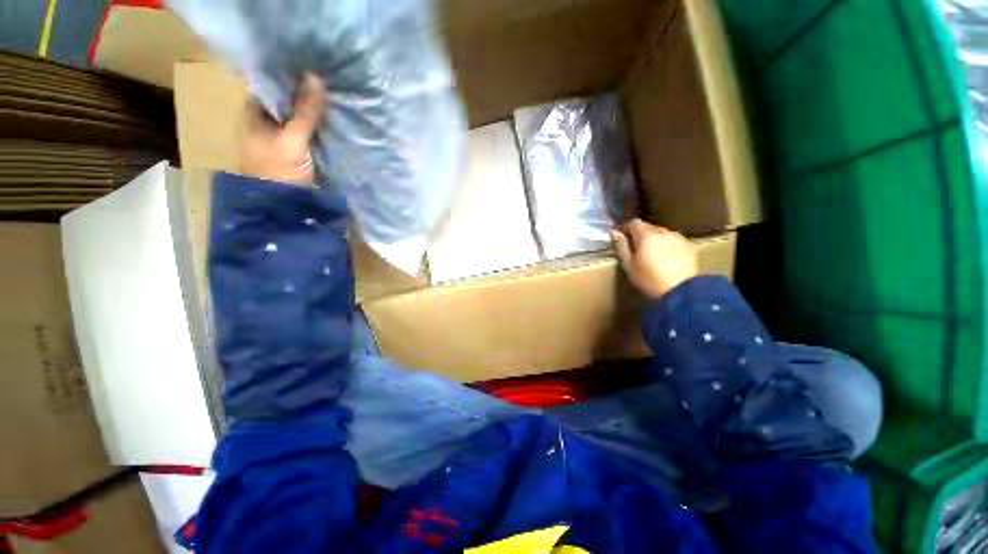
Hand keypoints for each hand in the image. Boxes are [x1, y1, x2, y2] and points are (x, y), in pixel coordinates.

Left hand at [240, 73, 325, 185]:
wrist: (282, 207)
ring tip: (334, 97)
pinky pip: (308, 132)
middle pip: (285, 100)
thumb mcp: (292, 139)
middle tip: (328, 81)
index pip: (270, 85)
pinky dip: (319, 127)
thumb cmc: (279, 171)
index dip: (288, 75)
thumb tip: (315, 76)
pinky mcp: (296, 152)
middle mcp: (266, 122)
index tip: (311, 66)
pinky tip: (333, 120)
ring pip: (298, 116)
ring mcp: (282, 138)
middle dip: (305, 92)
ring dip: (313, 110)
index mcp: (253, 113)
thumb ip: (304, 111)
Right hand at [611, 219, 697, 299]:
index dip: (626, 229)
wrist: (681, 291)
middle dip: (640, 235)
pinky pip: (673, 240)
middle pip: (648, 227)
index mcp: (646, 235)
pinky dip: (667, 245)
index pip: (633, 223)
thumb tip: (614, 232)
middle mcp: (663, 231)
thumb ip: (621, 246)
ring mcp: (678, 238)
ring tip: (651, 254)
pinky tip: (666, 258)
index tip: (621, 238)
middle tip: (635, 249)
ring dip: (654, 239)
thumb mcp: (628, 265)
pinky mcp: (689, 246)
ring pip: (661, 233)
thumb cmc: (649, 279)